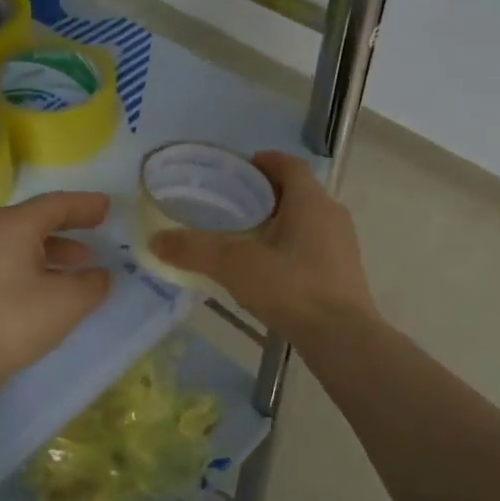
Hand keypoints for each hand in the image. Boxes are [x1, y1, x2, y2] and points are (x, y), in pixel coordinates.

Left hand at [0, 191, 112, 387]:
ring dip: (55, 247)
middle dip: (71, 222)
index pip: (56, 204)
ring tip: (82, 261)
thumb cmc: (14, 320)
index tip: (108, 206)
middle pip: (37, 217)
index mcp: (13, 224)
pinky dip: (36, 262)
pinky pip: (10, 257)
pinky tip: (52, 283)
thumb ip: (92, 283)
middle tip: (98, 225)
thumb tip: (100, 275)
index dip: (85, 205)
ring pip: (23, 240)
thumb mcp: (67, 301)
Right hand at [149, 150, 375, 341]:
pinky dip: (291, 245)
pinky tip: (270, 268)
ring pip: (307, 219)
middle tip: (234, 203)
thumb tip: (155, 240)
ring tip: (248, 235)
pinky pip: (314, 245)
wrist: (342, 338)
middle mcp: (331, 214)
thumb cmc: (291, 287)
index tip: (240, 167)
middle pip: (298, 191)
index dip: (266, 161)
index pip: (289, 165)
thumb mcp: (235, 265)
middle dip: (267, 193)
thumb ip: (195, 250)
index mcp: (310, 200)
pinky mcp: (344, 272)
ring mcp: (342, 244)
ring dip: (281, 220)